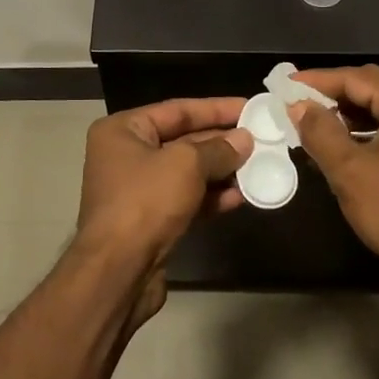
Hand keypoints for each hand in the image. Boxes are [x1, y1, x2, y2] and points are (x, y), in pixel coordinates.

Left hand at [73, 98, 251, 328]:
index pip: (177, 110)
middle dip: (221, 142)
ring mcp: (137, 190)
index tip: (250, 107)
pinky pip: (186, 199)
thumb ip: (219, 149)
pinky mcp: (150, 221)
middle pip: (182, 140)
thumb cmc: (145, 202)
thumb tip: (244, 140)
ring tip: (258, 167)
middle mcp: (126, 155)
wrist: (118, 272)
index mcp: (123, 130)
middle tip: (260, 139)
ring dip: (221, 171)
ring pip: (187, 173)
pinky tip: (240, 197)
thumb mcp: (186, 164)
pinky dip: (211, 197)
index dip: (216, 108)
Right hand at [288, 66, 378, 278]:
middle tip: (294, 102)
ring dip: (346, 115)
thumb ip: (320, 131)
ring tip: (310, 124)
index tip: (284, 85)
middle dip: (331, 95)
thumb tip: (298, 106)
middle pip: (371, 88)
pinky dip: (364, 132)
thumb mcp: (350, 171)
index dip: (317, 80)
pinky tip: (338, 146)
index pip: (357, 78)